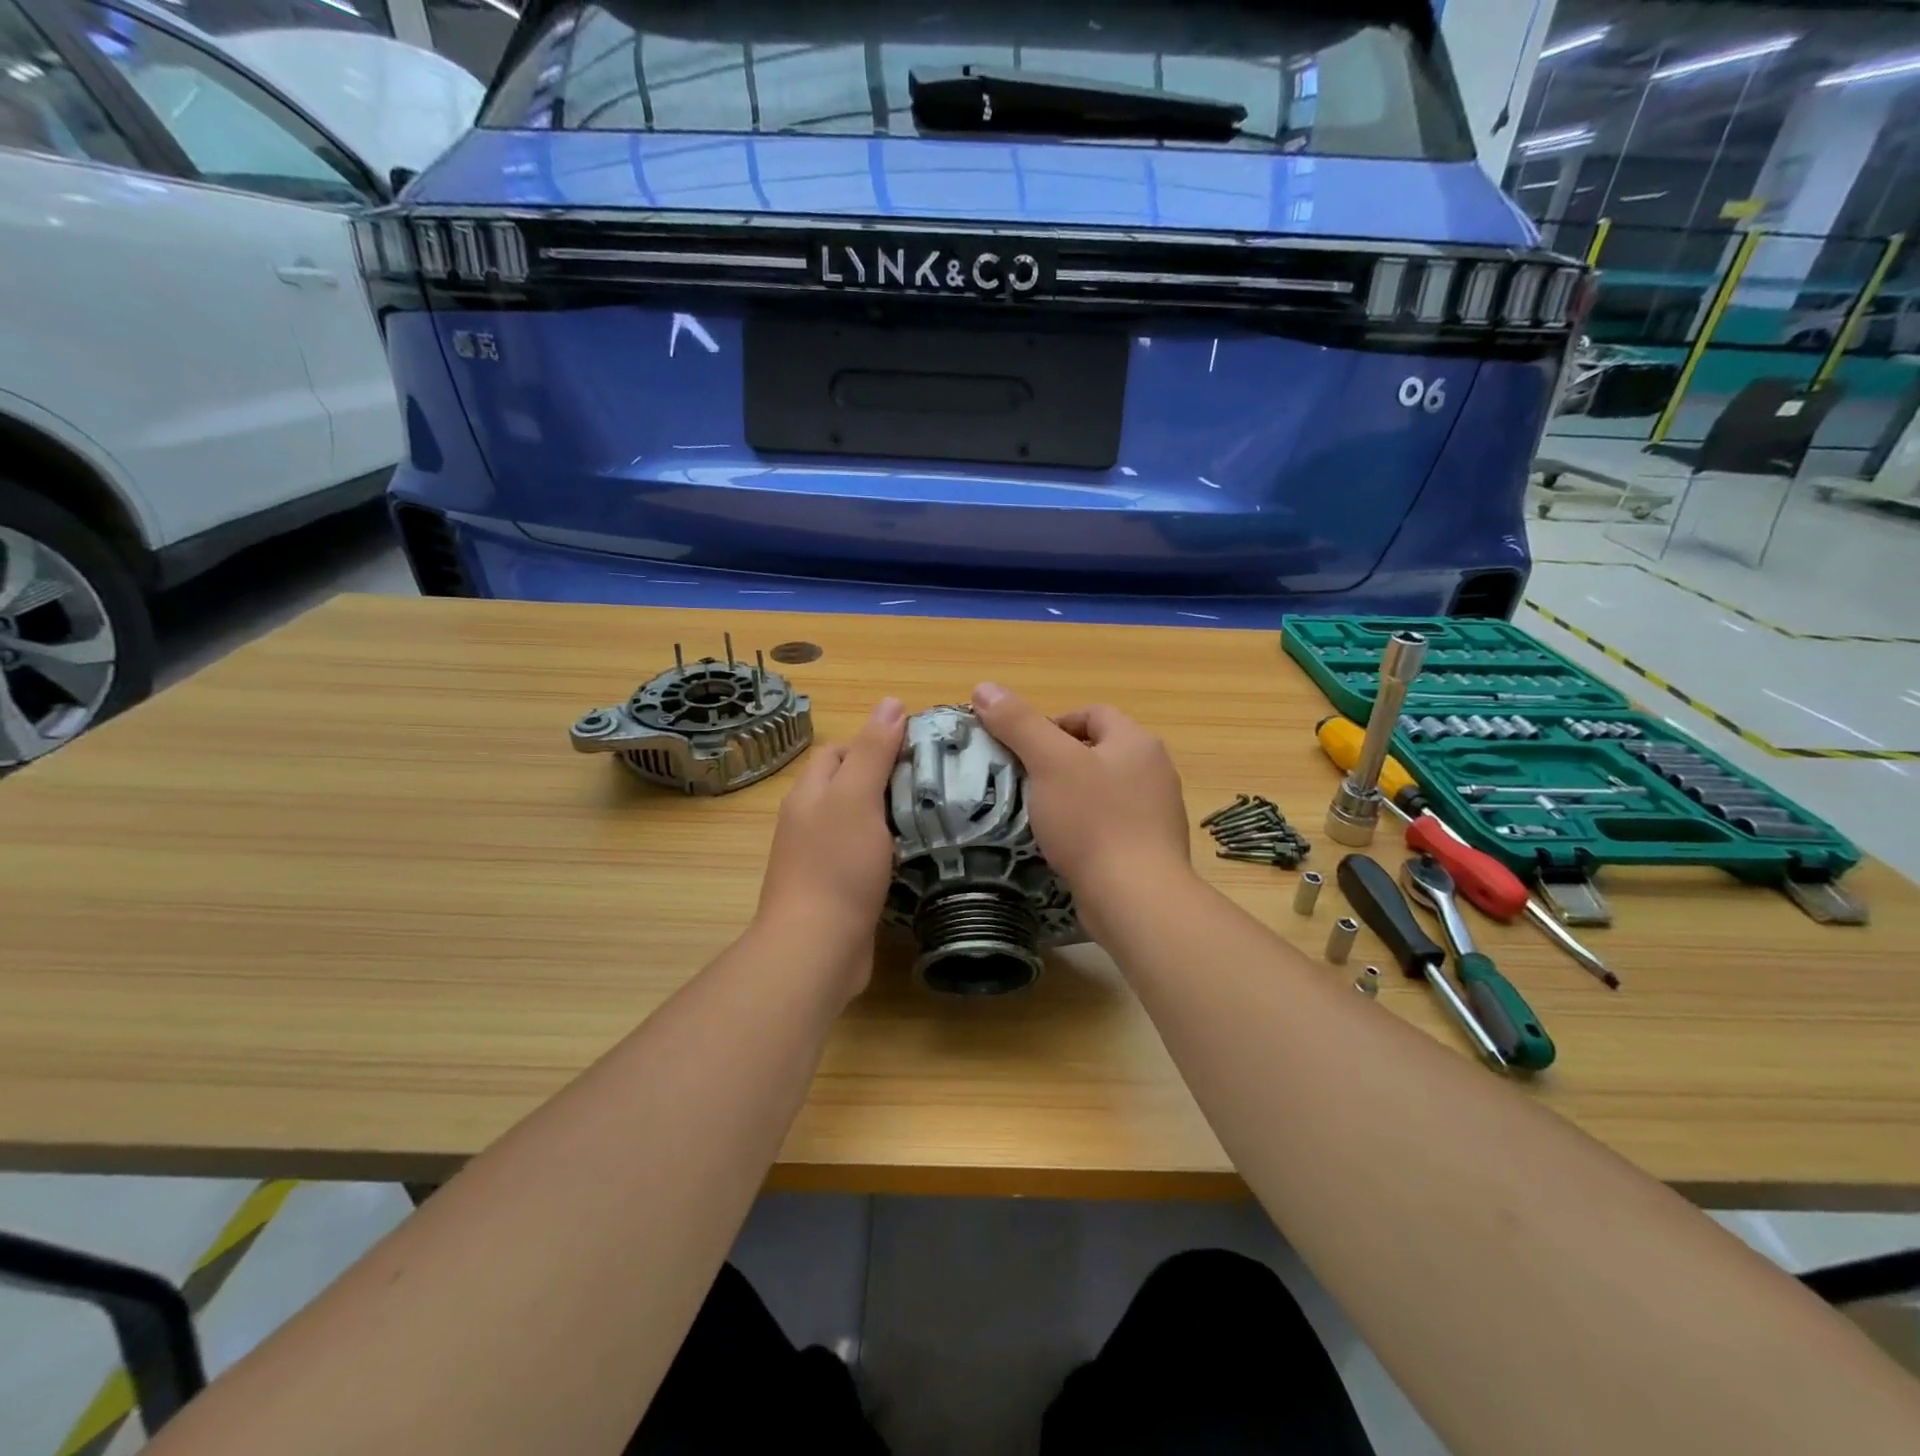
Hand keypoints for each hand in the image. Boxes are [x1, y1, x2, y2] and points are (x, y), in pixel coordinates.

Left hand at [755, 697, 905, 997]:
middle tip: (934, 781)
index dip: (875, 741)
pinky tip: (917, 855)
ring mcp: (820, 858)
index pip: (840, 750)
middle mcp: (809, 821)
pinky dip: (889, 851)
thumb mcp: (857, 797)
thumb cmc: (837, 865)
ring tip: (935, 814)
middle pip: (849, 785)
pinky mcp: (837, 889)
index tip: (918, 748)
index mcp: (810, 793)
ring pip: (860, 823)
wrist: (816, 947)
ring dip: (891, 816)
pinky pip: (865, 857)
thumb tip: (890, 702)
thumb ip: (874, 751)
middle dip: (887, 778)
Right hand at [970, 683, 1192, 934]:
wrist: (1136, 898)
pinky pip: (1111, 825)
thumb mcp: (1049, 763)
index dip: (1053, 723)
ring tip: (1038, 814)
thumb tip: (983, 687)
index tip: (1022, 748)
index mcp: (1137, 742)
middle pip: (1098, 751)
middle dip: (1059, 761)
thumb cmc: (1093, 822)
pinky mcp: (1150, 850)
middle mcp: (1155, 771)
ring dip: (1071, 796)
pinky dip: (1086, 828)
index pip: (1093, 714)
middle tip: (1025, 781)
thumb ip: (1018, 723)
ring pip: (1104, 790)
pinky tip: (1064, 846)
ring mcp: (1157, 813)